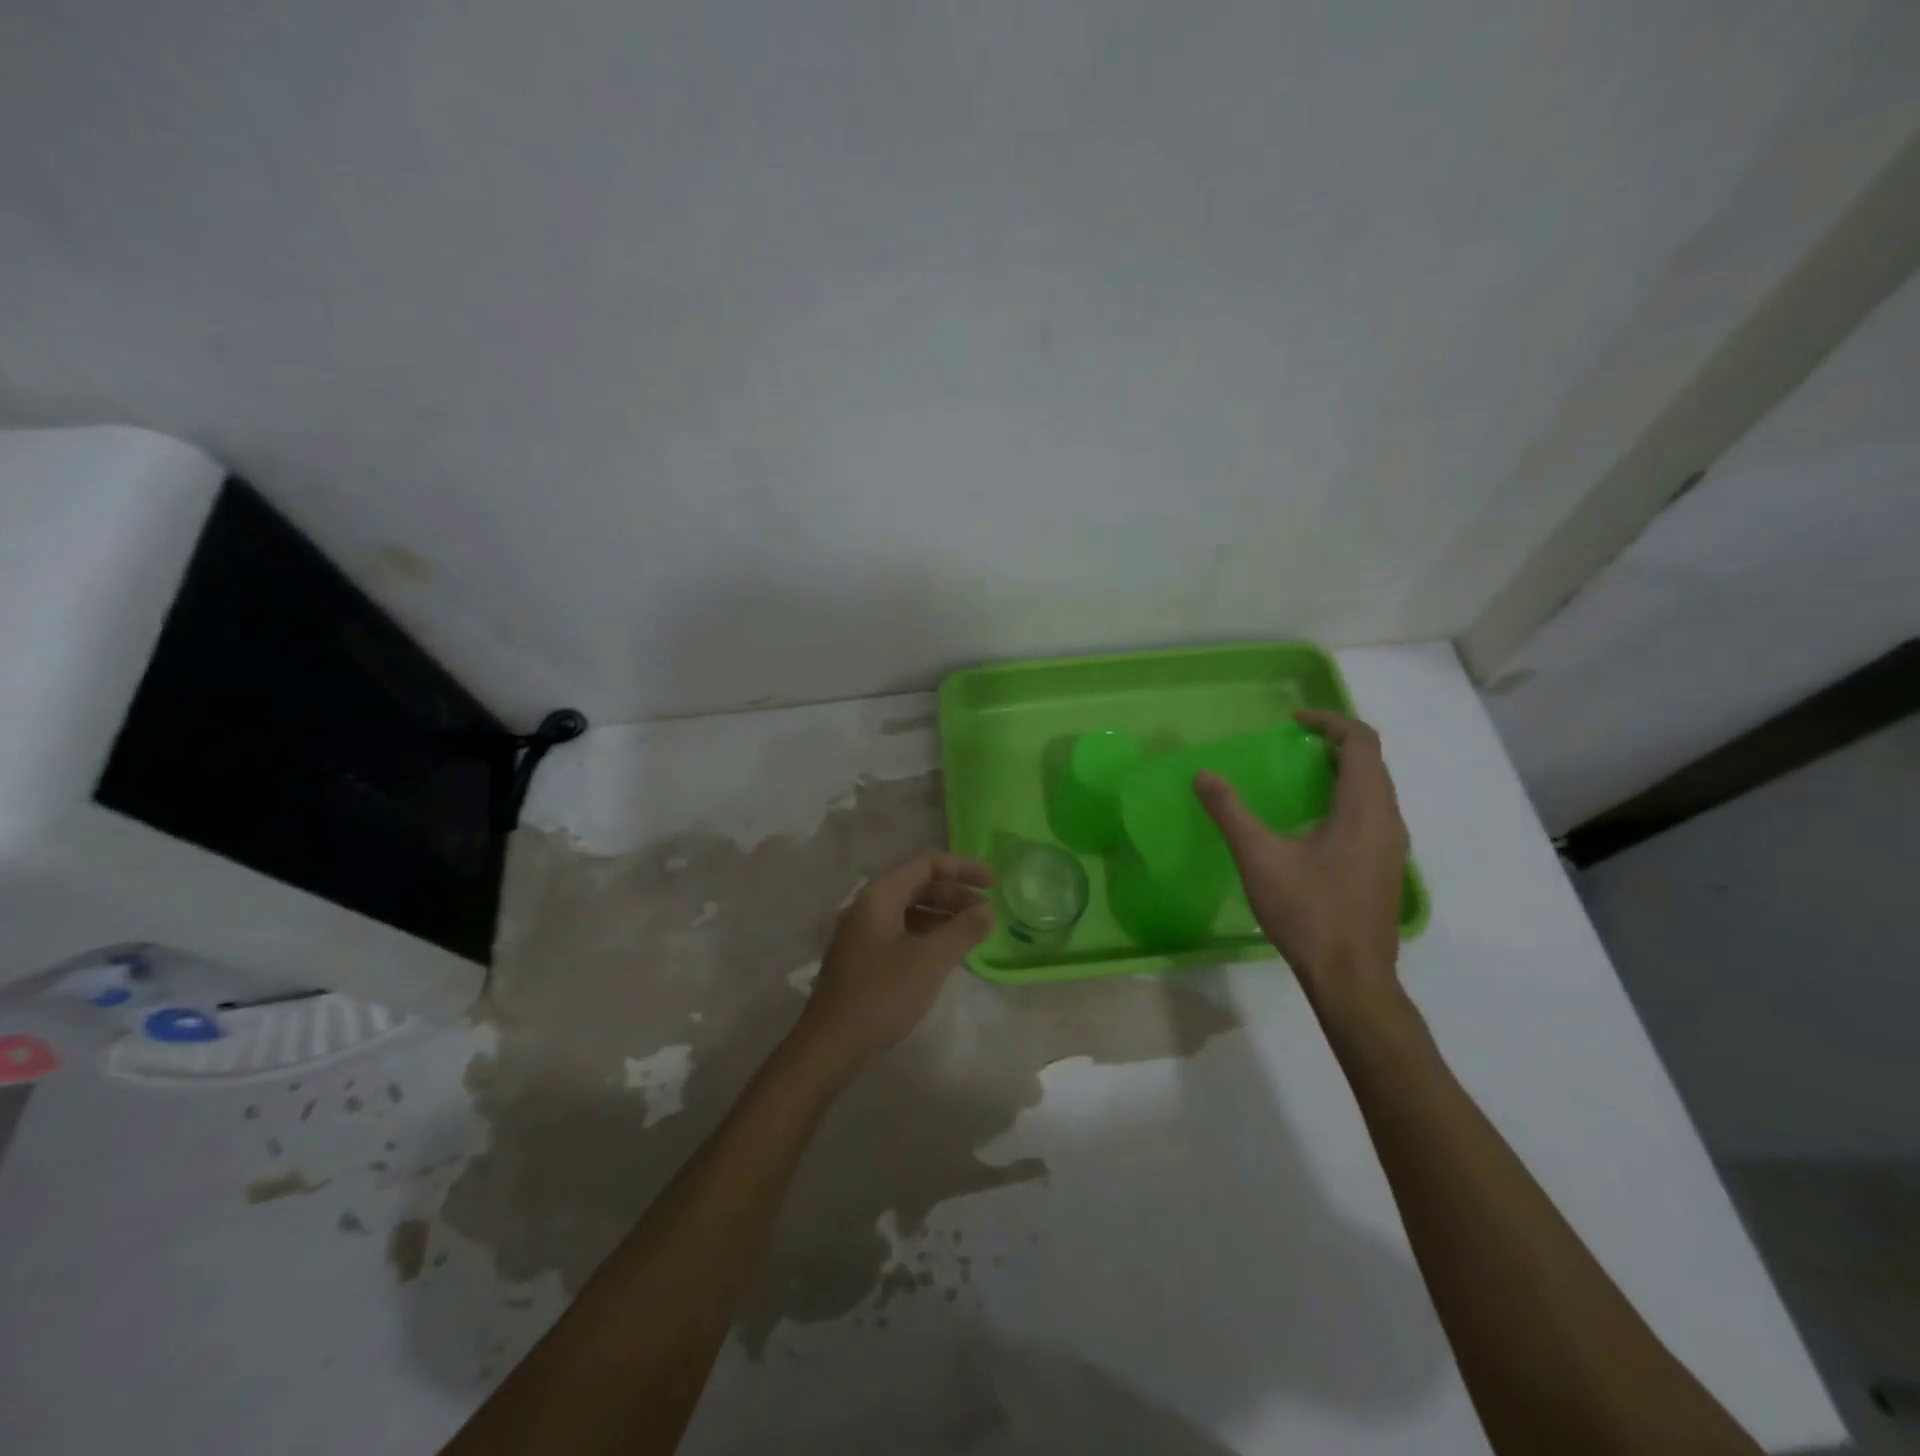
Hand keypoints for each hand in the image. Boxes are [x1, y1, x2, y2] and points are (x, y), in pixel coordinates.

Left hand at [792, 850, 995, 1077]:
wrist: (831, 1044)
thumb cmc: (882, 995)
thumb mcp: (931, 960)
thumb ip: (964, 930)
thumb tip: (988, 910)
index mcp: (880, 895)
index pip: (927, 862)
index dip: (963, 868)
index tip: (994, 884)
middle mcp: (867, 905)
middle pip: (918, 883)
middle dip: (955, 893)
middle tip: (986, 912)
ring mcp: (861, 932)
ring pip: (909, 908)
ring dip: (942, 915)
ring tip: (971, 933)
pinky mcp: (862, 956)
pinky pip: (900, 930)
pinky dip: (927, 933)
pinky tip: (944, 954)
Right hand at [1195, 710, 1408, 1011]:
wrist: (1351, 978)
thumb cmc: (1308, 911)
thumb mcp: (1259, 857)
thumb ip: (1231, 812)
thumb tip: (1204, 775)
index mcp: (1364, 808)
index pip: (1361, 742)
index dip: (1329, 722)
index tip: (1293, 723)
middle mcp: (1387, 819)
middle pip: (1371, 763)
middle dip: (1334, 744)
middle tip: (1291, 746)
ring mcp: (1391, 846)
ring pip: (1375, 789)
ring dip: (1341, 772)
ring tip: (1298, 777)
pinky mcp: (1385, 866)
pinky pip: (1372, 813)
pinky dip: (1346, 798)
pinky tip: (1311, 823)